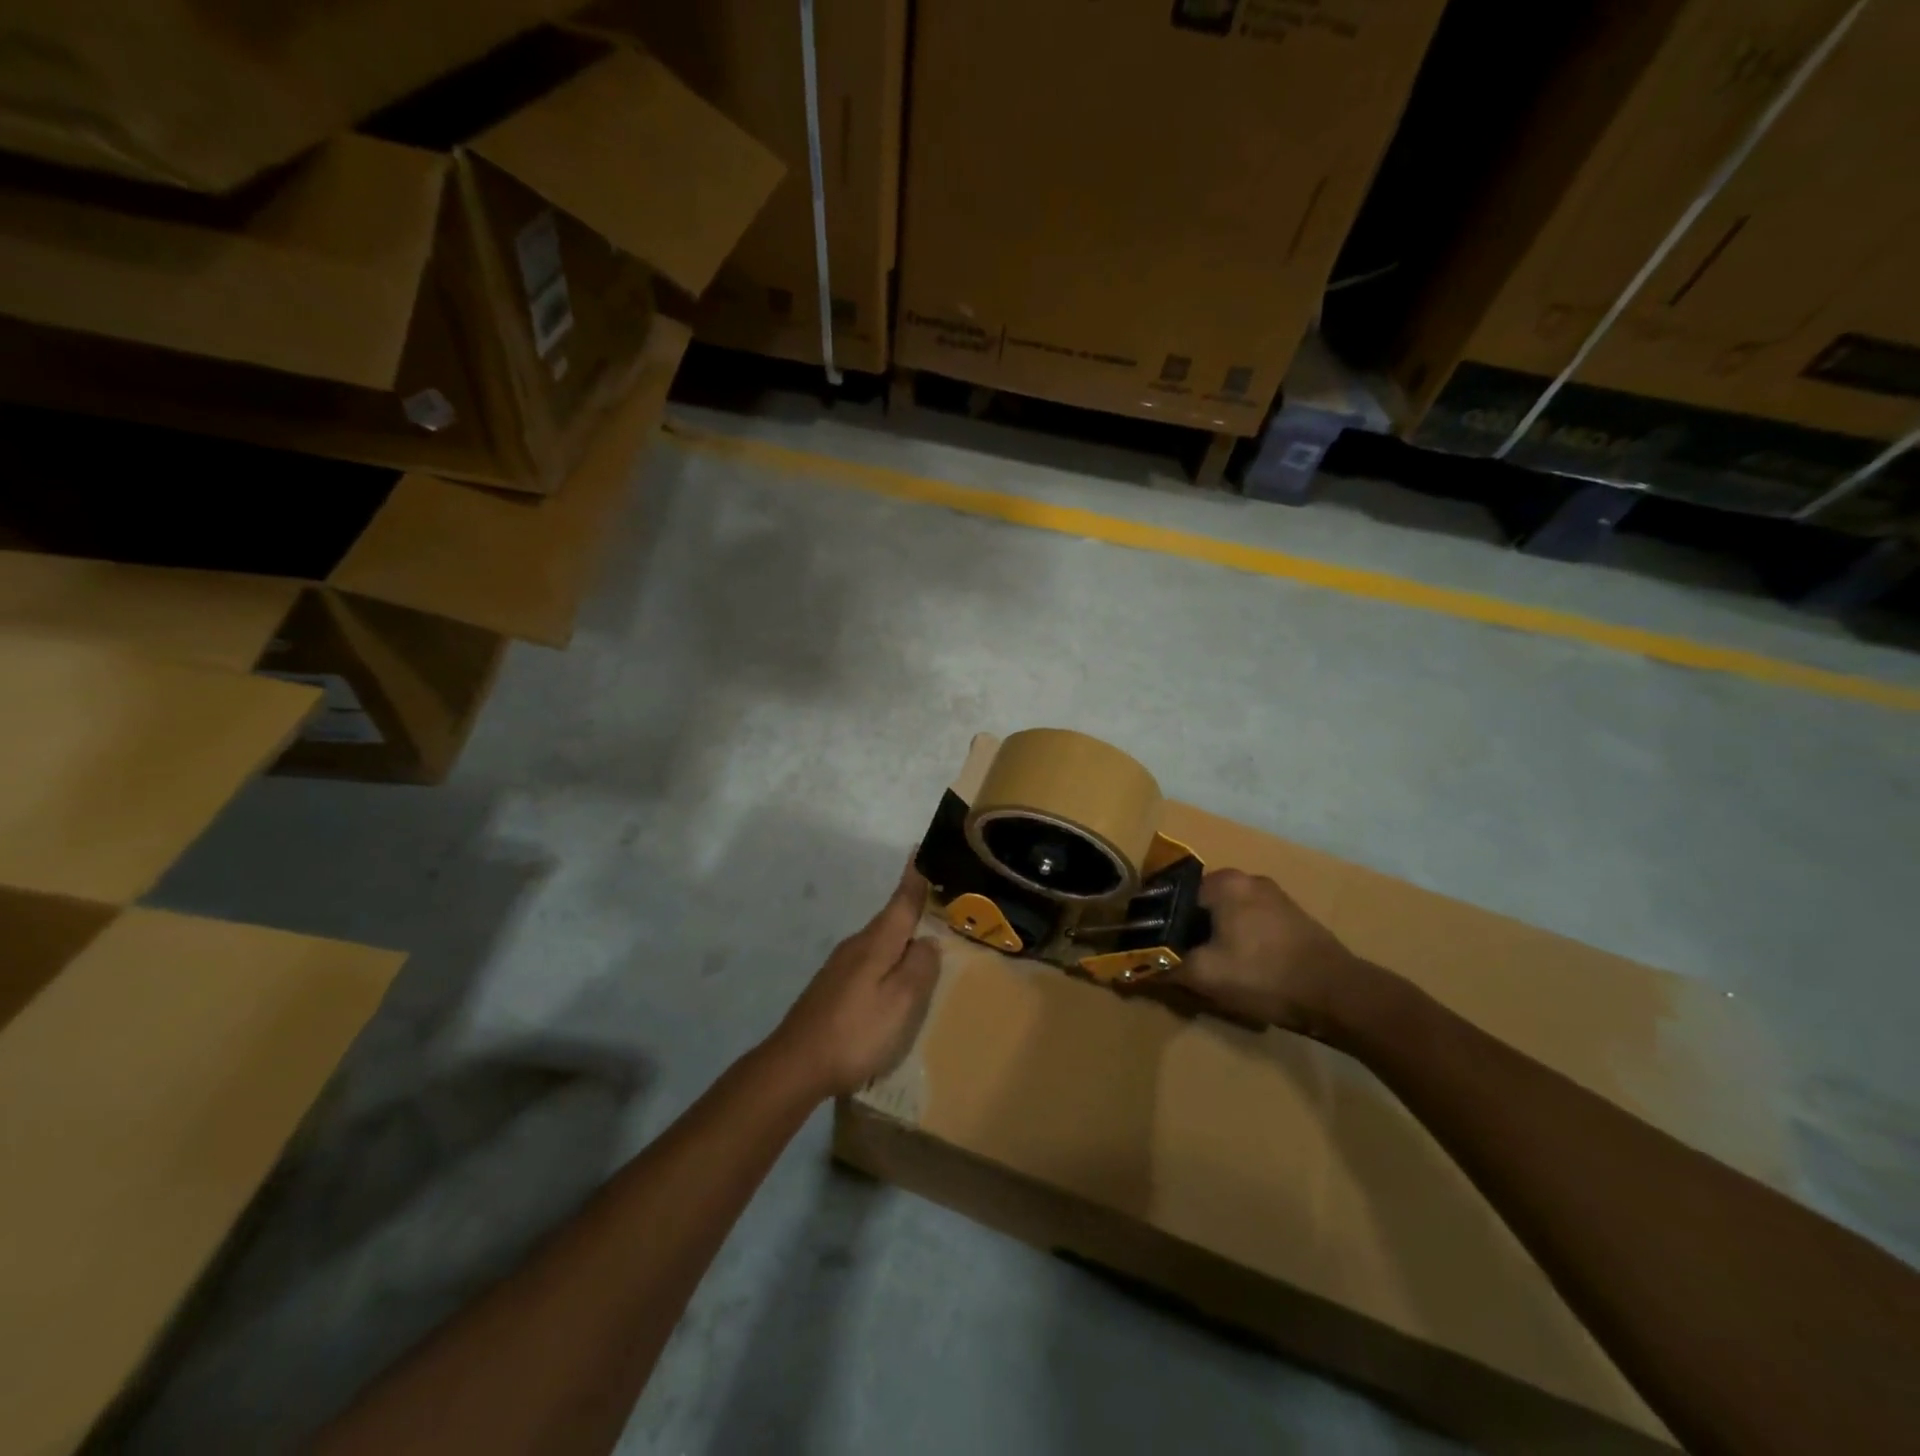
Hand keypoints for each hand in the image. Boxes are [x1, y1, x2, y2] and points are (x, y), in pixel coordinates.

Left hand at [766, 863, 941, 1098]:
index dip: (914, 878)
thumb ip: (919, 968)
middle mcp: (857, 945)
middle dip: (913, 906)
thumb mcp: (900, 1002)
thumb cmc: (855, 1032)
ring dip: (902, 935)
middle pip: (891, 919)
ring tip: (926, 938)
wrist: (795, 1064)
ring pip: (880, 941)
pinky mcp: (833, 986)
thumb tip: (929, 940)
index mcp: (876, 943)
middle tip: (942, 898)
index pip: (901, 901)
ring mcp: (841, 966)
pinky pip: (870, 960)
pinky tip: (895, 974)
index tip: (920, 849)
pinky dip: (889, 957)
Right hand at [1167, 869, 1364, 1036]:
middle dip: (1187, 932)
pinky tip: (1241, 967)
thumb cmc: (1264, 975)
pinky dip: (1239, 940)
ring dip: (1214, 937)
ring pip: (1227, 915)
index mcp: (1223, 882)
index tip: (1151, 947)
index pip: (1173, 895)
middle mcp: (1248, 879)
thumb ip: (1163, 968)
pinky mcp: (1293, 916)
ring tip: (1209, 968)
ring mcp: (1275, 896)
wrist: (1339, 995)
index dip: (1157, 923)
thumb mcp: (1205, 975)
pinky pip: (1250, 923)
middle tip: (1179, 962)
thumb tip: (1127, 970)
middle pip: (1200, 905)